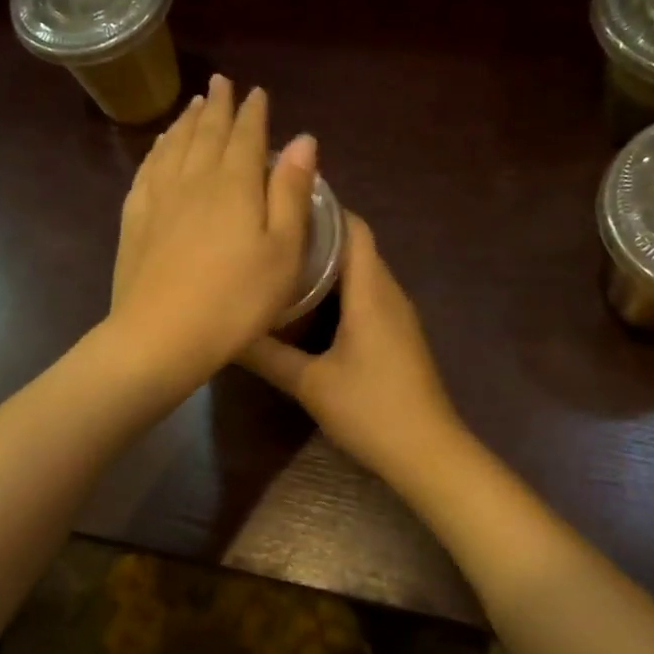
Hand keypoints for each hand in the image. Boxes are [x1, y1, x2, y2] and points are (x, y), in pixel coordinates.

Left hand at [108, 75, 317, 387]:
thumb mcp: (282, 251)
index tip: (256, 92)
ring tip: (193, 106)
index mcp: (234, 183)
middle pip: (206, 132)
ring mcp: (158, 198)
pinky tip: (159, 149)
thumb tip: (302, 139)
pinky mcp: (134, 220)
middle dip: (217, 105)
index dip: (253, 112)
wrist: (161, 335)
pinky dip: (157, 151)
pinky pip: (147, 170)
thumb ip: (290, 192)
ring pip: (174, 146)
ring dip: (186, 122)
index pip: (246, 135)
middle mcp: (194, 178)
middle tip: (221, 84)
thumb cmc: (236, 300)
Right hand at [239, 214, 461, 478]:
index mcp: (371, 290)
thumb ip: (267, 355)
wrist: (427, 452)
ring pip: (360, 273)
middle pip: (355, 246)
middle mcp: (389, 293)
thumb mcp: (310, 383)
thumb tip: (226, 331)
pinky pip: (366, 297)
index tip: (280, 201)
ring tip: (279, 264)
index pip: (352, 226)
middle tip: (268, 234)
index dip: (321, 207)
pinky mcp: (397, 336)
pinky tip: (307, 308)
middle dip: (315, 235)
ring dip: (326, 266)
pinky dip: (338, 292)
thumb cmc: (370, 409)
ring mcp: (397, 315)